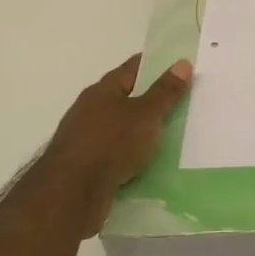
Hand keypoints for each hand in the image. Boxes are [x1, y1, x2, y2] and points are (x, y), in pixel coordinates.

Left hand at [39, 55, 191, 230]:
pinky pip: (116, 153)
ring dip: (141, 130)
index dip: (154, 64)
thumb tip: (182, 63)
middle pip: (125, 97)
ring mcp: (85, 138)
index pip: (132, 68)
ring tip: (170, 134)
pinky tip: (149, 162)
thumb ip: (165, 92)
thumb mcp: (146, 115)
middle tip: (181, 101)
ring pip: (120, 128)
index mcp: (102, 90)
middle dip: (150, 99)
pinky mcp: (86, 165)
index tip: (177, 66)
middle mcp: (90, 109)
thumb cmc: (111, 143)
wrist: (72, 192)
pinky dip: (132, 155)